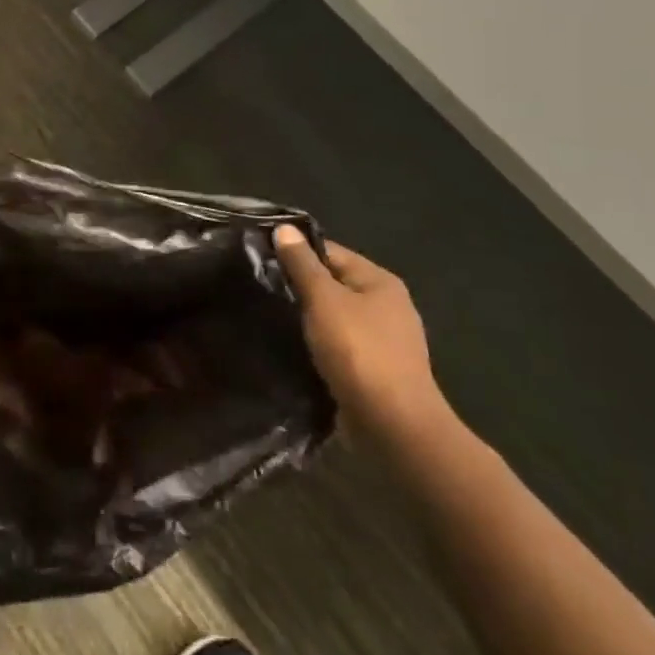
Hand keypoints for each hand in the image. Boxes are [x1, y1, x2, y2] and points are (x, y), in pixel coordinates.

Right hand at [274, 226, 452, 447]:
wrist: (394, 426)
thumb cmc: (359, 352)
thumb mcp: (324, 300)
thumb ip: (302, 264)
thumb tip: (284, 228)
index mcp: (380, 281)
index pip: (330, 252)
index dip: (296, 252)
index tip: (260, 258)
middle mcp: (388, 306)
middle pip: (333, 284)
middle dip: (299, 287)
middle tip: (260, 288)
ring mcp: (384, 341)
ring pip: (334, 318)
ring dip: (308, 319)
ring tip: (270, 317)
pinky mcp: (376, 371)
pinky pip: (339, 347)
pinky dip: (319, 345)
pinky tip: (293, 349)